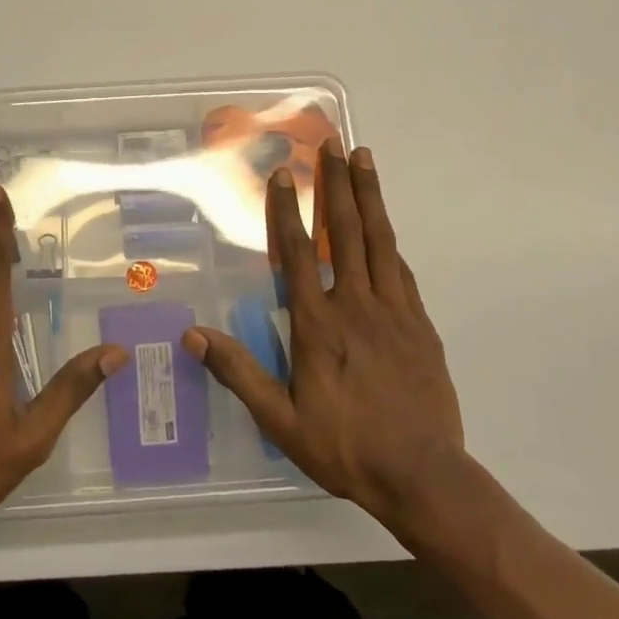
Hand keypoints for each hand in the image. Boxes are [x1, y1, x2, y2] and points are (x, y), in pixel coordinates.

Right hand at [184, 143, 466, 543]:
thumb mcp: (281, 420)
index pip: (298, 254)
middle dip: (335, 183)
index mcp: (318, 324)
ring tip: (364, 157)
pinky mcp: (420, 323)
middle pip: (344, 231)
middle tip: (332, 143)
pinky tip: (385, 224)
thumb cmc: (346, 447)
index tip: (283, 175)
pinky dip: (389, 239)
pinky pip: (401, 269)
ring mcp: (393, 310)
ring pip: (379, 240)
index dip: (287, 211)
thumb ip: (239, 373)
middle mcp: (355, 304)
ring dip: (368, 195)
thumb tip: (194, 335)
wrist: (423, 475)